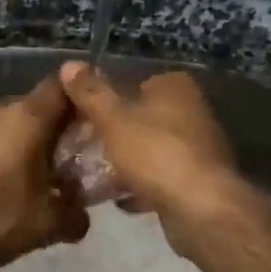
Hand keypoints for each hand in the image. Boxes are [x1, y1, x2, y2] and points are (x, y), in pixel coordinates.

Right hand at [58, 62, 243, 254]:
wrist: (201, 207)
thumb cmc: (155, 152)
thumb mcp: (112, 118)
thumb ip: (90, 93)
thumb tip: (69, 64)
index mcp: (175, 86)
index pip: (133, 84)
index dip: (106, 102)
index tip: (82, 121)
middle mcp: (192, 110)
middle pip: (142, 119)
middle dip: (114, 136)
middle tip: (84, 152)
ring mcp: (199, 147)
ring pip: (151, 150)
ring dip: (127, 164)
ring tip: (95, 178)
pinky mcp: (200, 180)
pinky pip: (162, 178)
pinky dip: (143, 186)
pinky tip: (121, 201)